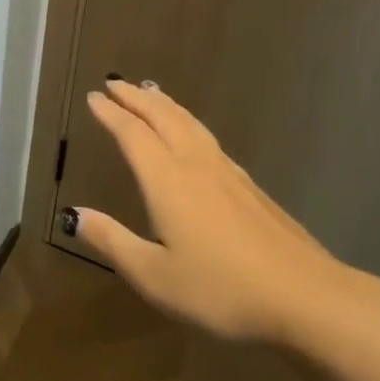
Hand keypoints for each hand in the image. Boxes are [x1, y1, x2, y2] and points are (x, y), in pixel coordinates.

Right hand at [69, 79, 350, 345]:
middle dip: (136, 98)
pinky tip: (194, 137)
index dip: (111, 113)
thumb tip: (73, 214)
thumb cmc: (221, 289)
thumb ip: (112, 241)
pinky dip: (189, 123)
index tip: (93, 96)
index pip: (132, 134)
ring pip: (190, 124)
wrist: (305, 297)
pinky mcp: (251, 188)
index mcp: (167, 180)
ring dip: (165, 105)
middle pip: (163, 117)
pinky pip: (209, 139)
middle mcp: (196, 165)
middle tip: (115, 83)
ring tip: (151, 93)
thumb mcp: (154, 275)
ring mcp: (228, 173)